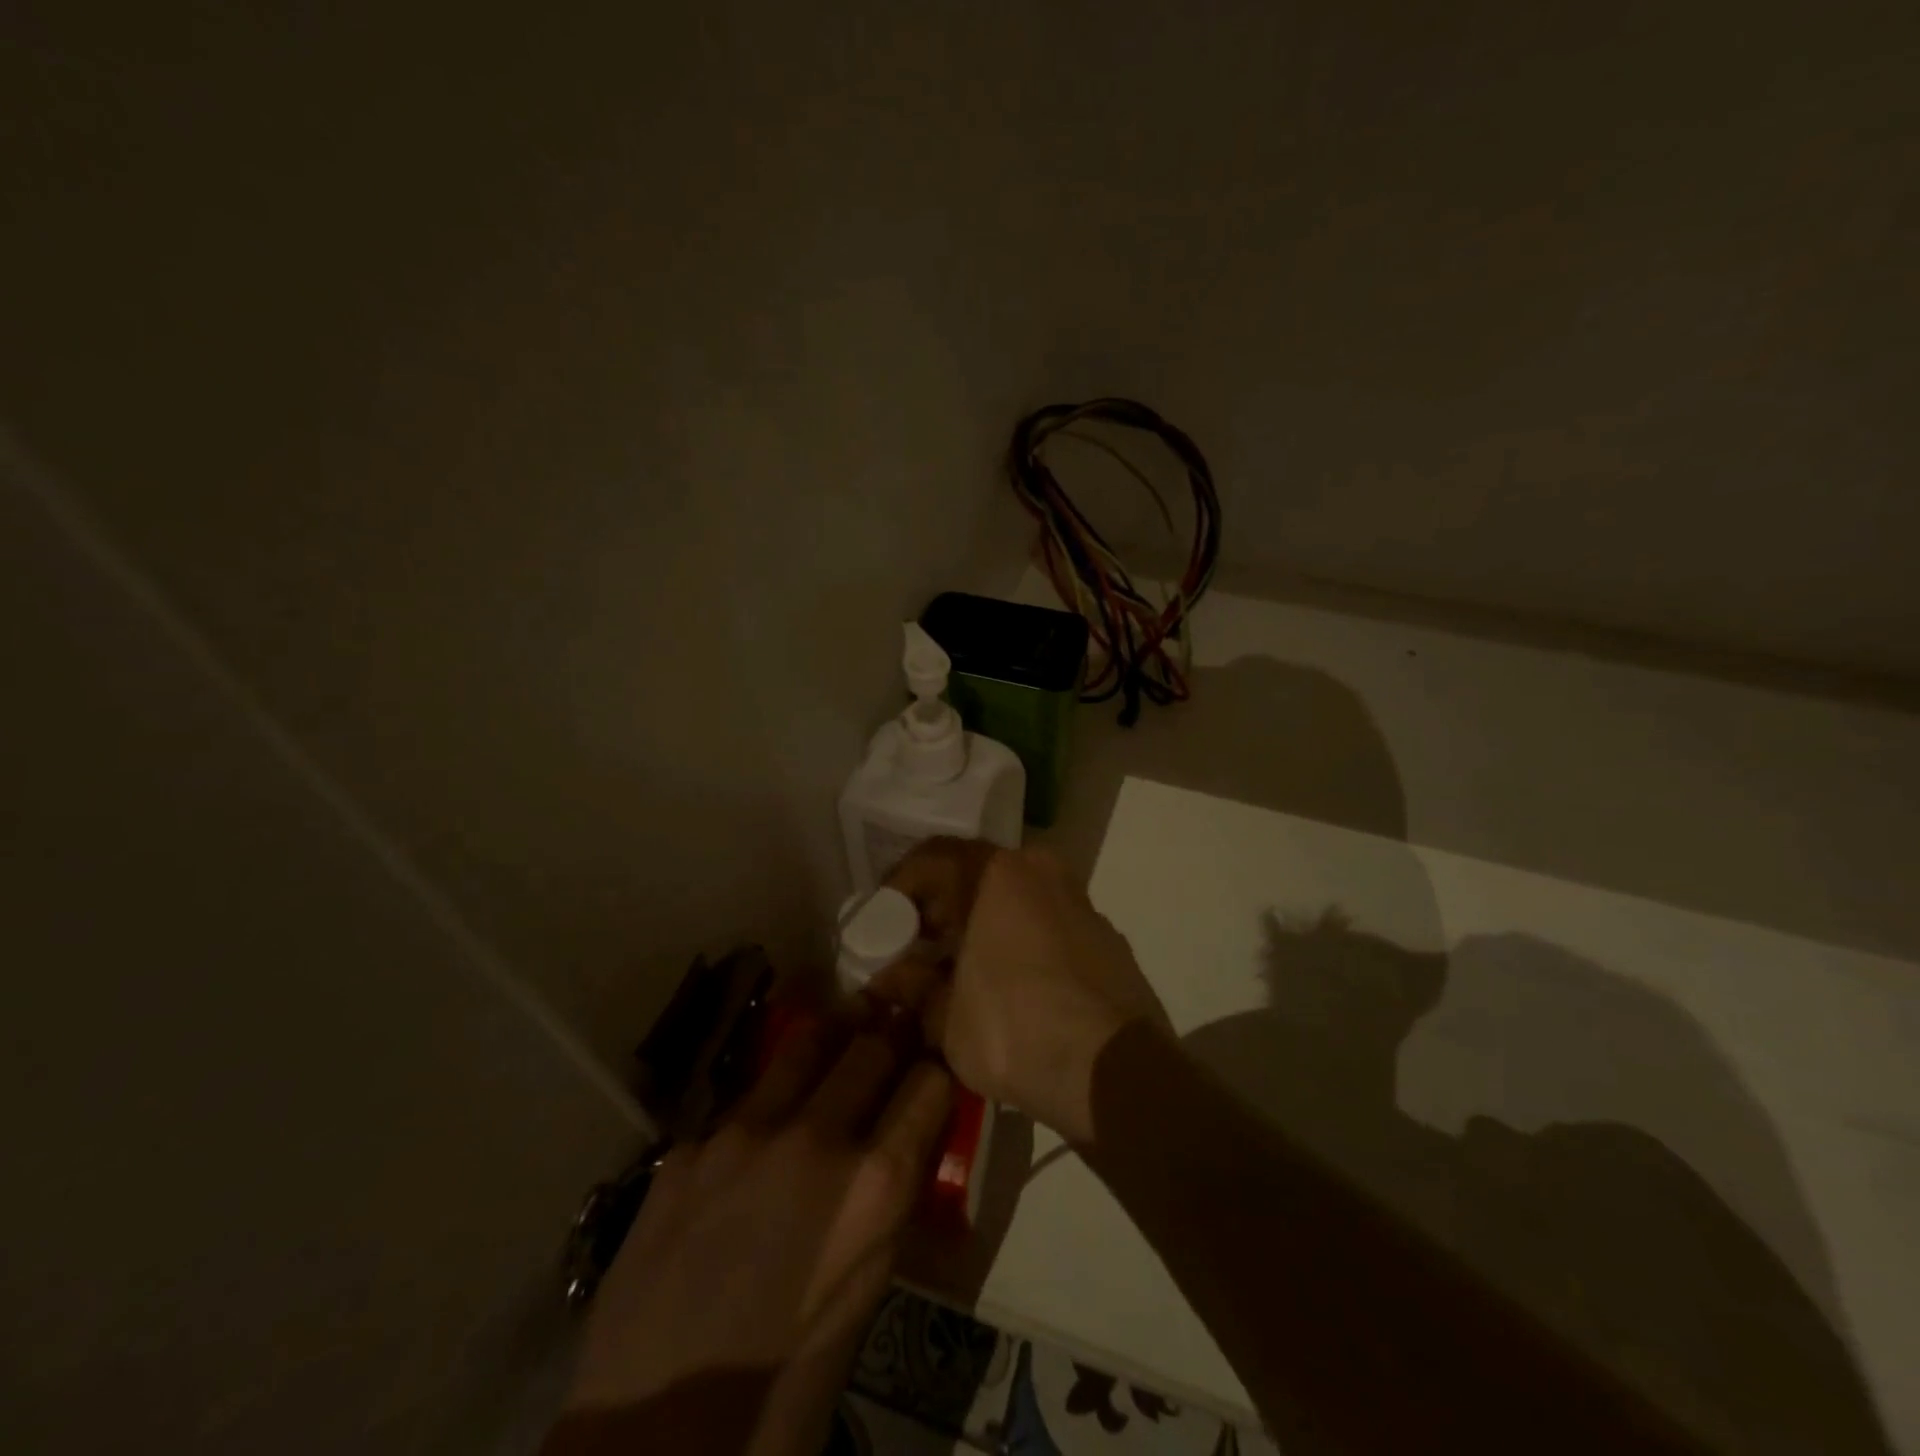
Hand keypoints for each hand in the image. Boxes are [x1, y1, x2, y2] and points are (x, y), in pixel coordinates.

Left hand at [560, 982, 951, 1455]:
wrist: (651, 1436)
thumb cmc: (784, 1384)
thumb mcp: (867, 1293)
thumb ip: (890, 1201)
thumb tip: (906, 1139)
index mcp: (872, 1188)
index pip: (930, 1081)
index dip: (939, 1067)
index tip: (936, 1062)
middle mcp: (814, 1139)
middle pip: (874, 1042)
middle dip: (895, 1029)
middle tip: (901, 1017)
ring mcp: (743, 1133)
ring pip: (808, 1043)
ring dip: (837, 1033)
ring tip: (846, 1026)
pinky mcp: (688, 1145)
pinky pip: (745, 1100)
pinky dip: (771, 1101)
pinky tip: (765, 1126)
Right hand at [888, 840, 1169, 1143]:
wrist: (1111, 1069)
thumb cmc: (1013, 1028)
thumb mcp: (946, 1016)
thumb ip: (913, 988)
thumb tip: (887, 979)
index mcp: (997, 873)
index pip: (933, 858)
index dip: (900, 888)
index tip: (882, 922)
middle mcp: (1041, 871)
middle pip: (977, 875)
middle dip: (943, 909)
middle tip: (918, 946)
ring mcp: (1080, 902)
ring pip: (1017, 899)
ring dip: (984, 925)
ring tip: (962, 970)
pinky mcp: (1106, 937)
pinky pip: (1049, 925)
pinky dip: (1022, 942)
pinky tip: (1012, 985)